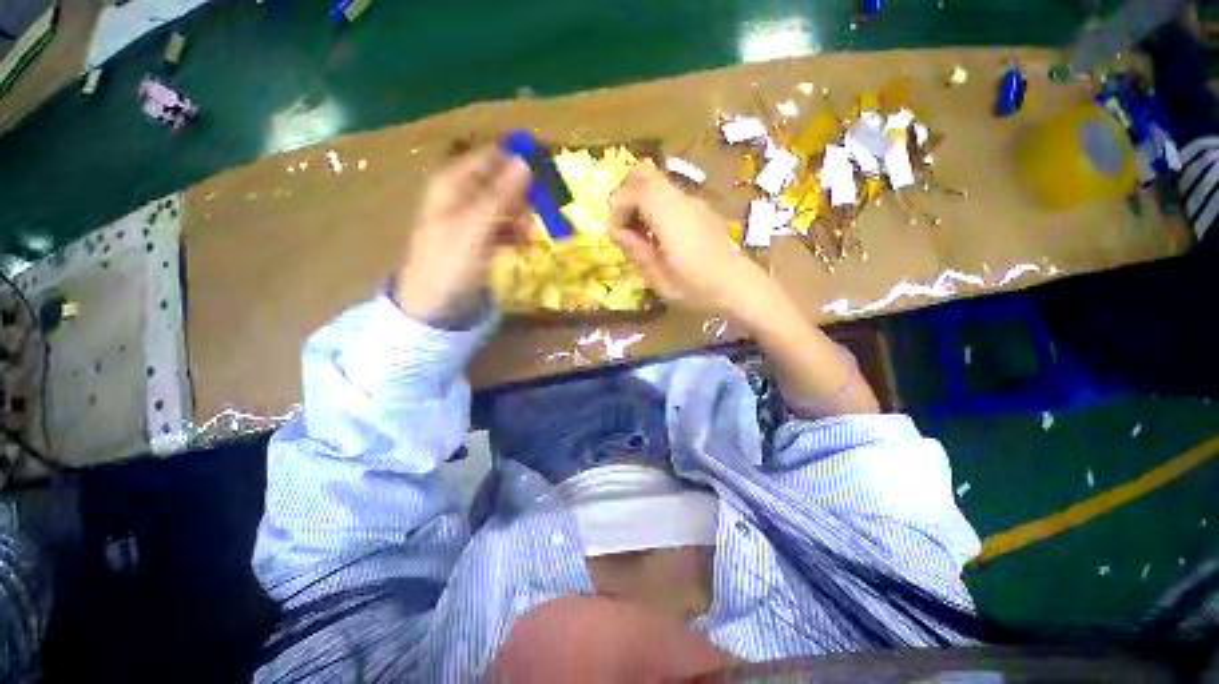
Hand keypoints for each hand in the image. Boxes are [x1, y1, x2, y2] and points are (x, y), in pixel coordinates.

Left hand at [395, 147, 530, 325]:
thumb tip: (526, 161)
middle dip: (524, 198)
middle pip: (503, 181)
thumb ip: (500, 195)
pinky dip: (516, 233)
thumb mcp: (475, 227)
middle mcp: (462, 193)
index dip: (520, 163)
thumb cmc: (450, 263)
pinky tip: (523, 245)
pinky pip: (504, 225)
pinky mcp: (480, 237)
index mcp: (453, 182)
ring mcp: (471, 217)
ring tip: (529, 238)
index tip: (546, 181)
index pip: (493, 156)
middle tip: (536, 218)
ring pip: (507, 205)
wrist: (433, 306)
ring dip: (522, 218)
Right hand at [608, 162, 770, 316]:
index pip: (634, 189)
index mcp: (671, 217)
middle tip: (623, 227)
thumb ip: (637, 251)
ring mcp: (693, 201)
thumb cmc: (699, 289)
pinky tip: (657, 235)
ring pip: (656, 182)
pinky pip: (668, 195)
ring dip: (639, 201)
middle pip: (644, 174)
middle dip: (624, 196)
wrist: (740, 287)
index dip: (617, 208)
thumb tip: (617, 232)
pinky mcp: (700, 208)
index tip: (616, 236)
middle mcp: (682, 200)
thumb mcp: (661, 279)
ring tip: (639, 234)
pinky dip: (653, 206)